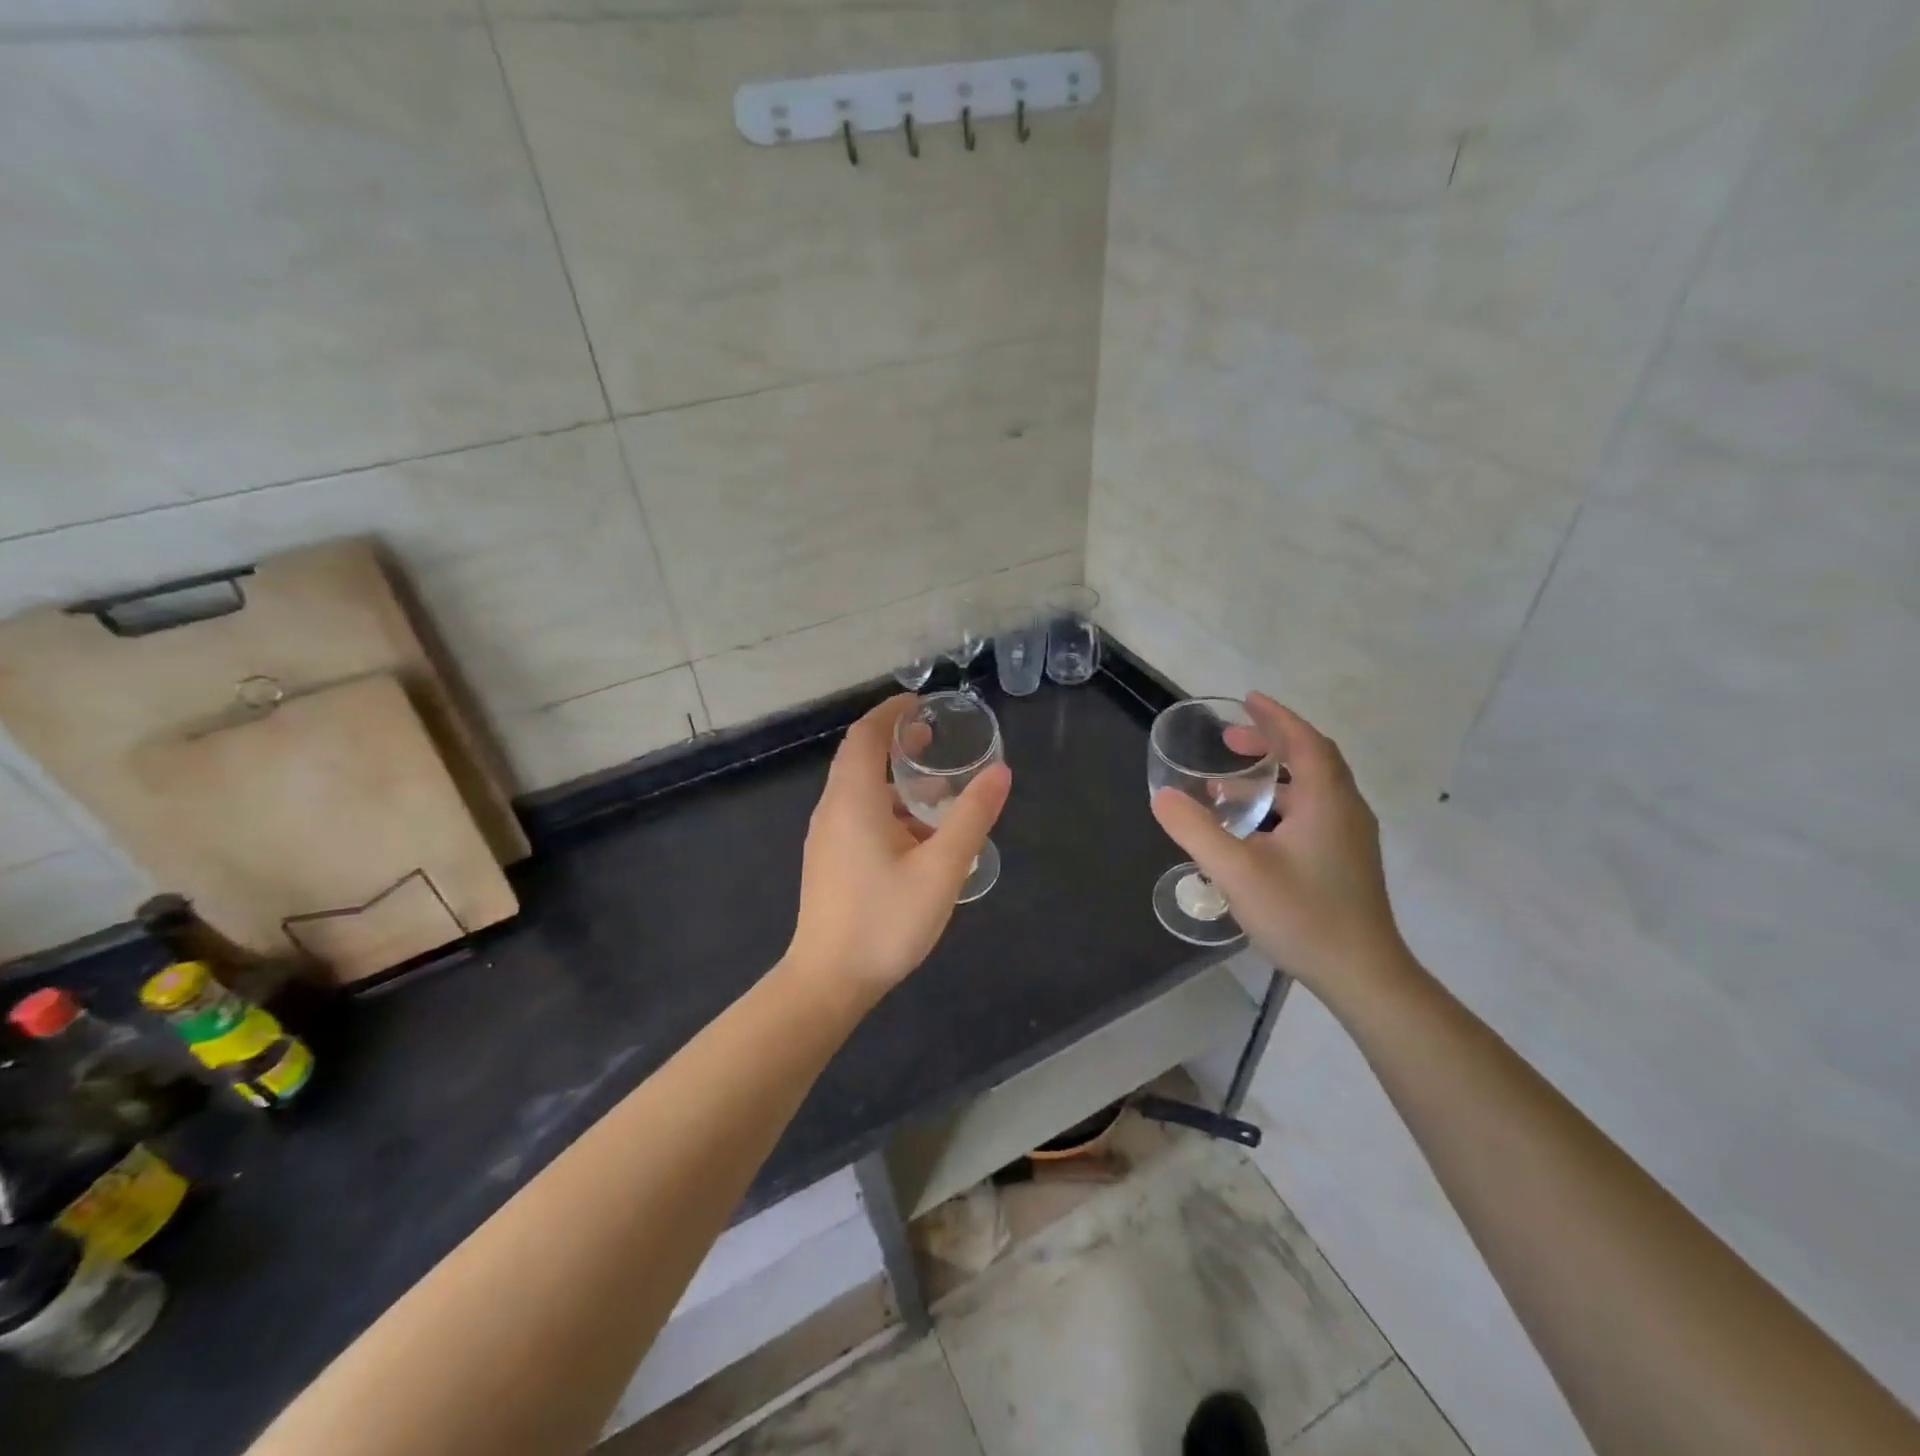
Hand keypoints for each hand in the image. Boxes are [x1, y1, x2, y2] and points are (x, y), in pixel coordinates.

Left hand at [788, 694, 1011, 1000]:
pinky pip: (856, 816)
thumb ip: (972, 817)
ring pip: (858, 791)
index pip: (865, 735)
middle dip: (895, 743)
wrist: (828, 981)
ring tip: (936, 792)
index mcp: (853, 799)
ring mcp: (826, 837)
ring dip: (894, 780)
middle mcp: (832, 809)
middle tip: (935, 740)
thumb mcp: (941, 868)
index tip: (922, 703)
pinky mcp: (828, 861)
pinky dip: (886, 808)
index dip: (891, 712)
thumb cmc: (885, 921)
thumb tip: (999, 772)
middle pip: (859, 758)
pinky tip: (917, 837)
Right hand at [1151, 693, 1405, 995]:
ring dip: (1273, 776)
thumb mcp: (1237, 871)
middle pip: (1311, 759)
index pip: (1304, 741)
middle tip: (1229, 743)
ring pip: (1312, 789)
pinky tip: (1252, 829)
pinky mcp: (1346, 861)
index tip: (1248, 700)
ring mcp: (1350, 838)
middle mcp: (1345, 811)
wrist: (1363, 975)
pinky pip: (1313, 812)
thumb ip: (1196, 830)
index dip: (1276, 718)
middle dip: (1271, 743)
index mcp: (1327, 801)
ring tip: (1230, 785)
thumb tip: (1162, 797)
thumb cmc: (1302, 915)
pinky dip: (1281, 803)